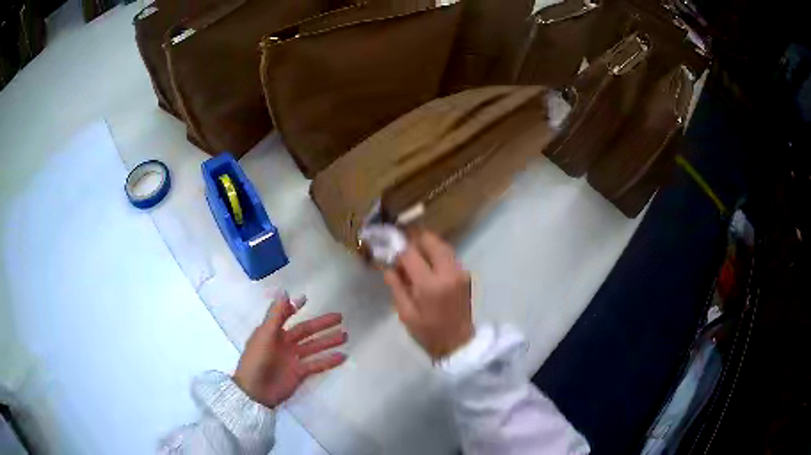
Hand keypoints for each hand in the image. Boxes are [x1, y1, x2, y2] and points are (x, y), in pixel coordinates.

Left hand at [233, 294, 346, 408]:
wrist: (255, 391)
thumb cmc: (256, 360)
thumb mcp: (265, 335)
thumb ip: (276, 315)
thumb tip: (286, 292)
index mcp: (272, 332)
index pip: (286, 316)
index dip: (294, 307)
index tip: (306, 299)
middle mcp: (284, 343)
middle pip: (306, 331)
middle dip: (322, 324)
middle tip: (339, 317)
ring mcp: (292, 359)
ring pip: (314, 346)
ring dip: (328, 341)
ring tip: (345, 336)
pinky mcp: (299, 373)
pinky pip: (317, 364)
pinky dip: (329, 361)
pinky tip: (342, 357)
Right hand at [383, 230, 473, 359]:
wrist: (458, 342)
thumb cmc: (428, 332)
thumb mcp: (406, 314)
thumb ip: (396, 287)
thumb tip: (389, 267)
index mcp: (430, 285)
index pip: (411, 254)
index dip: (398, 252)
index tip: (391, 256)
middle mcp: (448, 272)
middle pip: (431, 240)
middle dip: (415, 241)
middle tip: (404, 251)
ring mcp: (459, 272)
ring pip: (442, 245)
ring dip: (427, 247)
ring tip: (415, 259)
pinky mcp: (465, 275)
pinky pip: (449, 256)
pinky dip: (437, 255)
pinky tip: (428, 267)